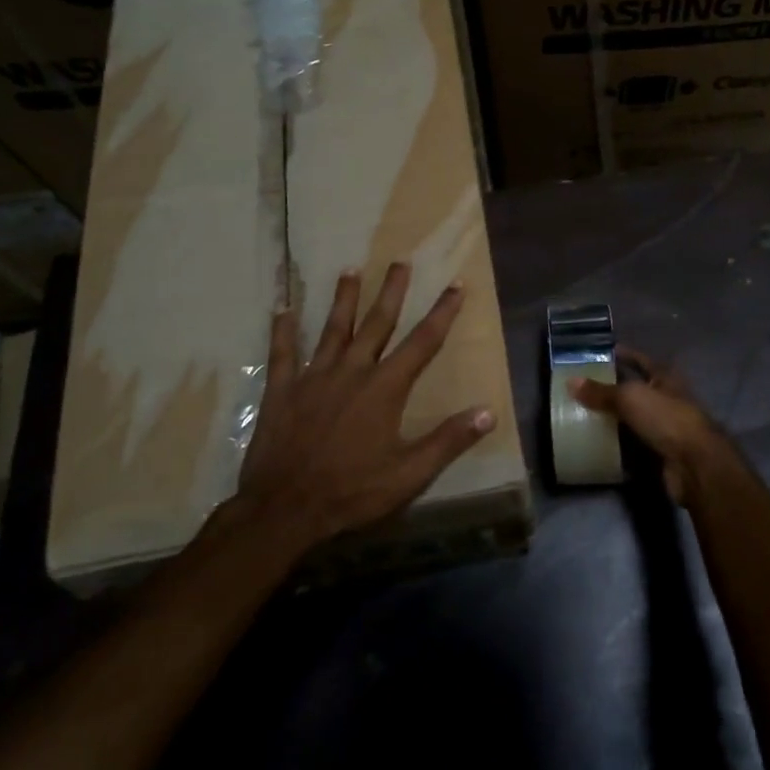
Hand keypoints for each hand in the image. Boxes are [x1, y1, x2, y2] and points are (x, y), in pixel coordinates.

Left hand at [230, 263, 494, 550]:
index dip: (442, 312)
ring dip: (343, 298)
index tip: (456, 285)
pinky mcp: (282, 390)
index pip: (422, 342)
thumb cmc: (352, 492)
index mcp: (385, 388)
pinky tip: (281, 309)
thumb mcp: (409, 474)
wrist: (285, 508)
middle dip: (392, 291)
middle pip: (377, 322)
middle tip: (400, 260)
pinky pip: (283, 353)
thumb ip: (448, 440)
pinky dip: (283, 330)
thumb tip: (488, 412)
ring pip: (332, 329)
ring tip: (350, 269)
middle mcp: (352, 371)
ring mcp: (313, 377)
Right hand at [569, 348, 735, 505]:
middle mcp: (667, 399)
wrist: (694, 464)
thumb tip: (570, 381)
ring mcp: (666, 426)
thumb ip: (601, 391)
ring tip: (583, 412)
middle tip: (583, 386)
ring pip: (635, 417)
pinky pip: (634, 442)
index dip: (624, 354)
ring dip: (614, 416)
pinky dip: (618, 442)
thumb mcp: (630, 398)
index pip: (641, 360)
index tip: (600, 353)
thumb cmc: (666, 418)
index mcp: (665, 378)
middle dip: (613, 387)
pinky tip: (598, 441)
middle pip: (637, 389)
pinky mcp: (661, 451)